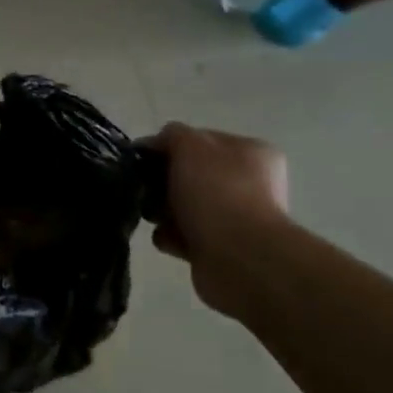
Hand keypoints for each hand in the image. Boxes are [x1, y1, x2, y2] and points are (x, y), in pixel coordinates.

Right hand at [147, 123, 290, 313]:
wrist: (239, 257)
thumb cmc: (216, 192)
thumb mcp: (189, 146)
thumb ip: (171, 135)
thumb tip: (154, 144)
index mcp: (251, 152)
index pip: (200, 140)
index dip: (168, 146)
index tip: (142, 159)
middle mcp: (250, 183)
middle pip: (191, 175)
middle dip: (163, 182)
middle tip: (146, 189)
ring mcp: (238, 218)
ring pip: (185, 206)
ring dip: (164, 211)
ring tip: (154, 217)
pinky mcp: (222, 248)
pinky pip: (186, 235)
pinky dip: (172, 236)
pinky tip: (167, 238)